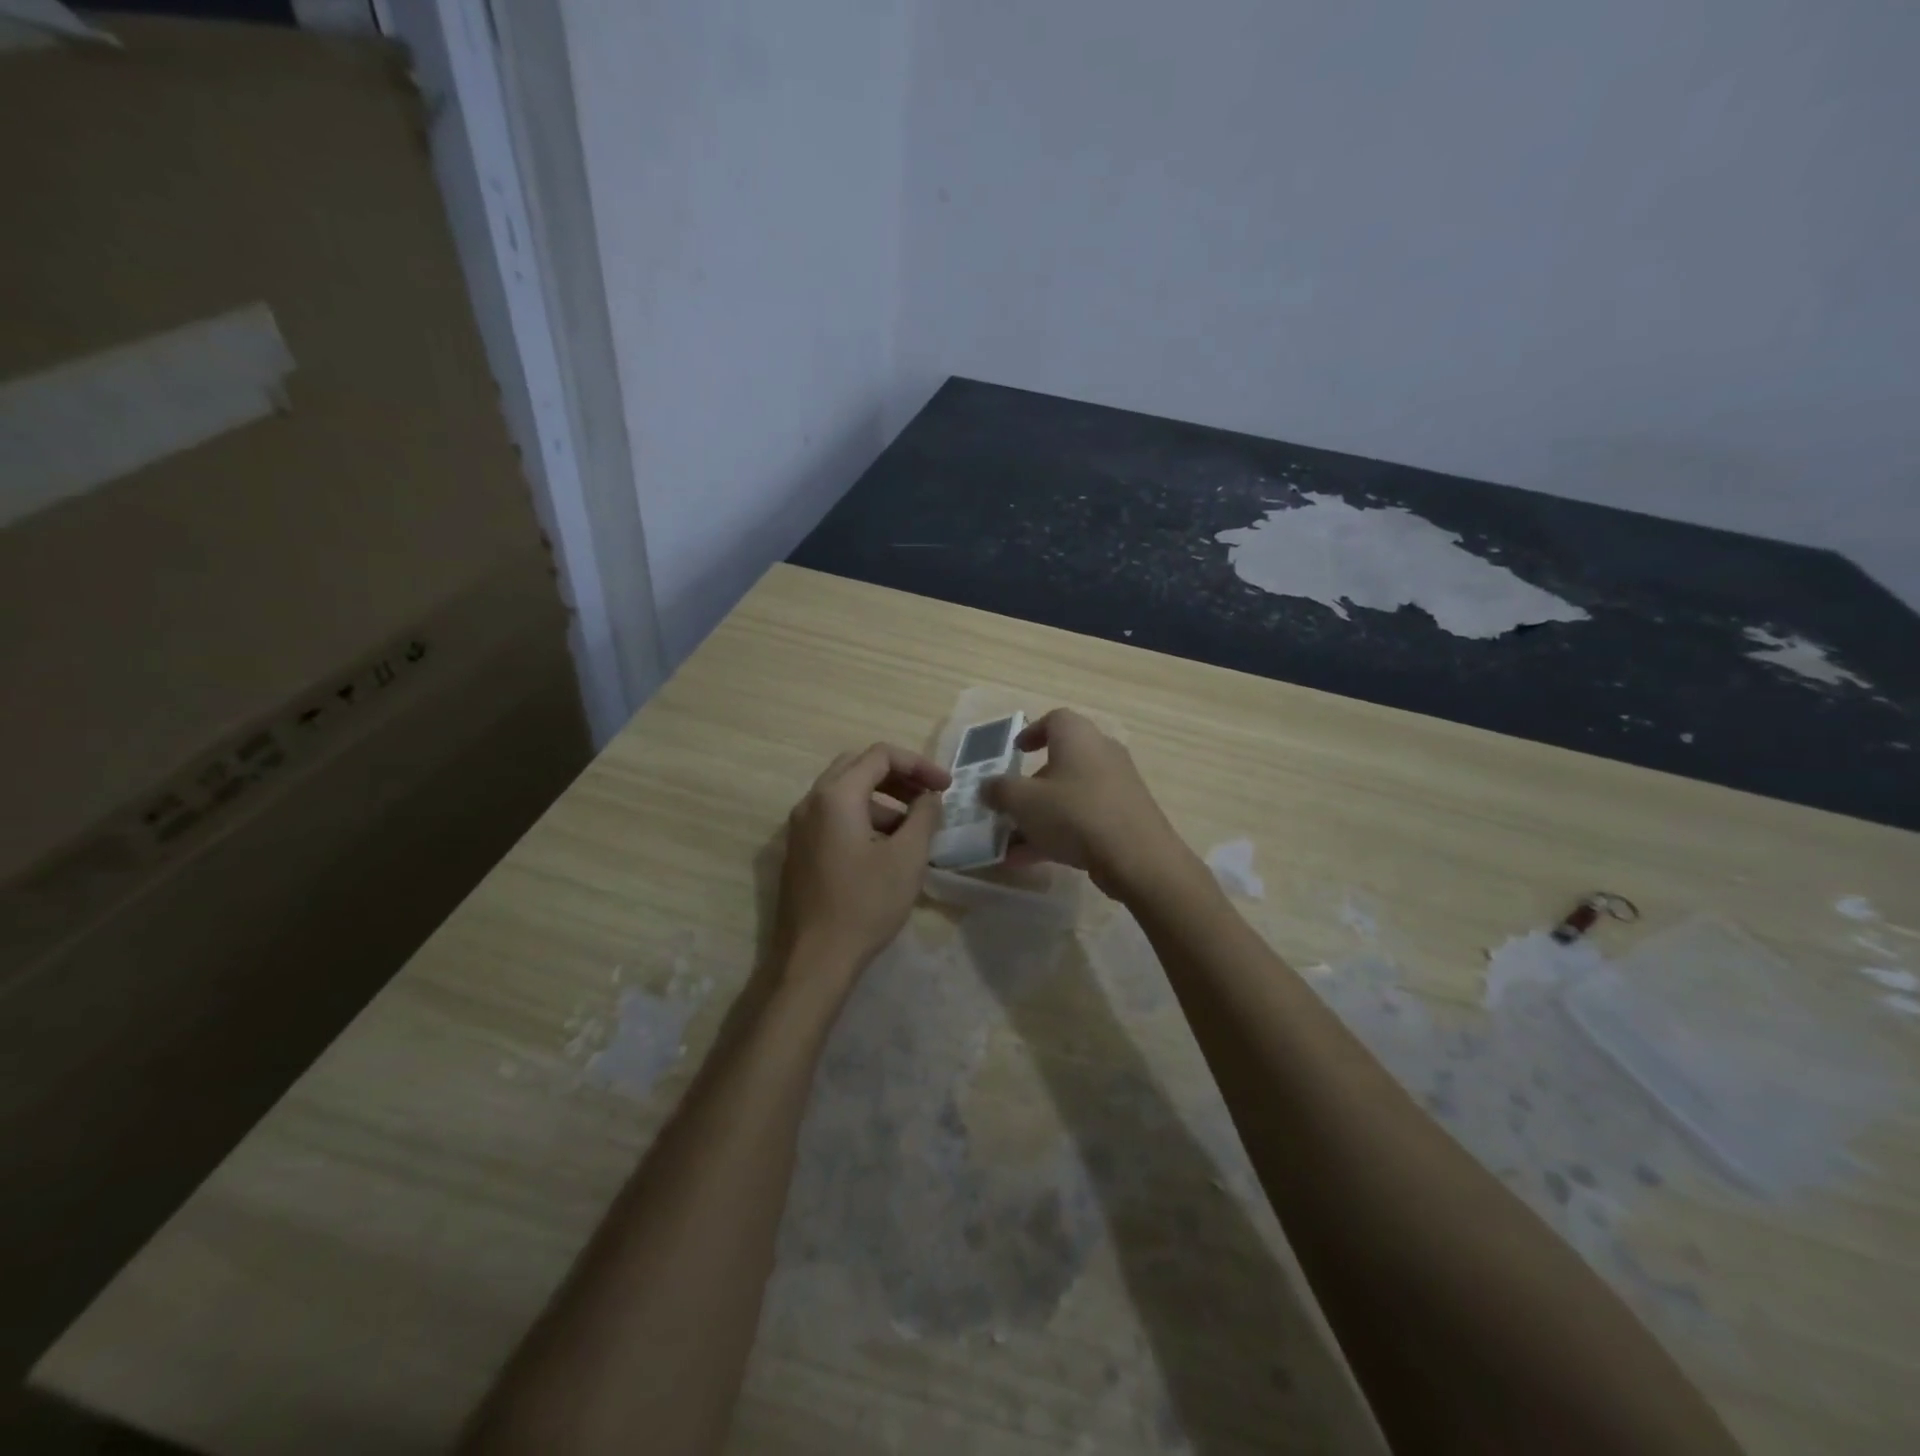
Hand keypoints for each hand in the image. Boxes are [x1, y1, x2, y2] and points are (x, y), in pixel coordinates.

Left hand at [773, 742, 951, 992]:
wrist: (814, 959)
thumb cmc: (865, 904)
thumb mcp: (907, 858)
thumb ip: (924, 816)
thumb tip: (929, 797)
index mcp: (836, 796)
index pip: (880, 755)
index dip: (919, 764)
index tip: (946, 787)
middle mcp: (811, 802)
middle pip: (858, 766)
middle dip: (898, 776)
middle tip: (928, 796)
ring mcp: (800, 827)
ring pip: (845, 793)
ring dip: (882, 799)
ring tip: (914, 828)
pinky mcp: (800, 850)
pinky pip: (834, 816)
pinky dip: (864, 817)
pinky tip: (887, 848)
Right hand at [980, 709, 1188, 897]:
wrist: (1137, 857)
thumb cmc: (1074, 814)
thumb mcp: (1023, 801)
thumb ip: (999, 790)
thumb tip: (987, 786)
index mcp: (1077, 736)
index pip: (1055, 719)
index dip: (1031, 733)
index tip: (1015, 752)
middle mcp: (1101, 752)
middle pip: (1061, 761)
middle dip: (1031, 785)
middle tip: (1010, 804)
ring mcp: (1117, 786)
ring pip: (1070, 795)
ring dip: (1039, 816)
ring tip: (1012, 843)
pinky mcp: (1125, 816)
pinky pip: (1084, 818)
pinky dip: (1059, 832)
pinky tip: (1031, 860)